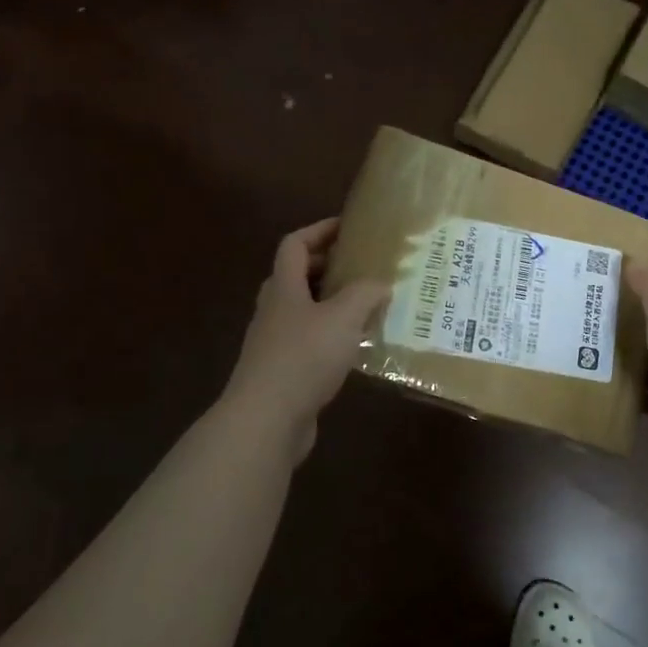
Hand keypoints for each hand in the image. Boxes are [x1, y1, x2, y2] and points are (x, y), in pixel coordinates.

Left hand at [218, 219, 388, 449]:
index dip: (319, 231)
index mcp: (284, 288)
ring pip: (304, 311)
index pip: (294, 244)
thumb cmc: (303, 357)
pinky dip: (331, 337)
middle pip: (297, 276)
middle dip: (327, 267)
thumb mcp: (343, 317)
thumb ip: (364, 294)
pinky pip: (309, 342)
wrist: (266, 419)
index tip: (347, 227)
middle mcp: (275, 310)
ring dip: (331, 304)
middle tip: (361, 266)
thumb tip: (381, 283)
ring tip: (366, 305)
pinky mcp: (282, 372)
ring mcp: (275, 343)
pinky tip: (355, 348)